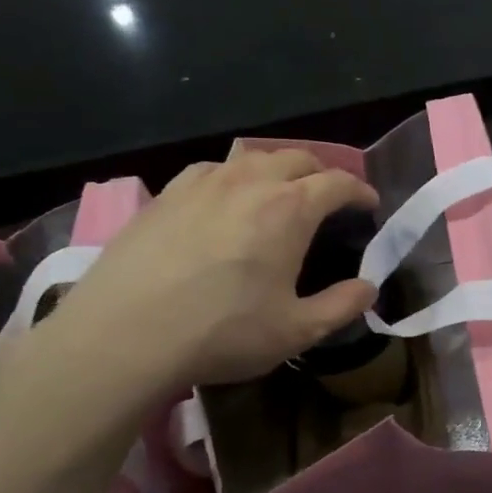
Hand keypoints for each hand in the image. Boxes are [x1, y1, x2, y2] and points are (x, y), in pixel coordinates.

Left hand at [30, 150, 378, 415]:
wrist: (123, 335)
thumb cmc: (221, 332)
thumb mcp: (296, 331)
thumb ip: (341, 306)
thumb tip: (368, 288)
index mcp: (289, 208)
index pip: (337, 183)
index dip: (359, 191)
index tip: (369, 204)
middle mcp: (249, 182)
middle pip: (297, 158)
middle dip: (322, 172)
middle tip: (329, 197)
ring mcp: (202, 183)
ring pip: (252, 157)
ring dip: (278, 168)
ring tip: (280, 193)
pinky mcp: (165, 195)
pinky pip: (212, 170)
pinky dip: (234, 177)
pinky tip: (225, 200)